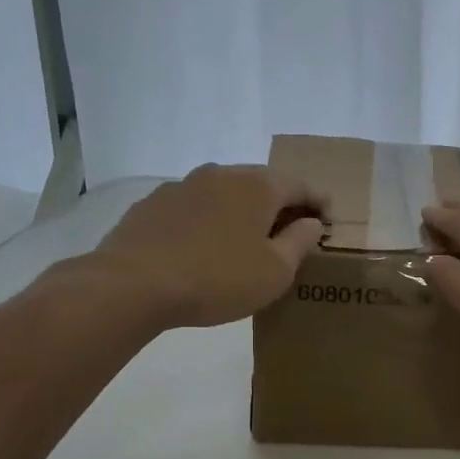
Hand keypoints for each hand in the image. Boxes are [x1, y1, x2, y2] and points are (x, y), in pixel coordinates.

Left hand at [74, 164, 326, 328]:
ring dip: (241, 212)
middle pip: (262, 184)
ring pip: (225, 193)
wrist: (132, 284)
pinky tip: (203, 246)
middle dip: (280, 205)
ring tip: (244, 241)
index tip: (326, 222)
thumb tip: (312, 222)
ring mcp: (183, 185)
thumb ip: (299, 242)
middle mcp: (222, 174)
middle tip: (289, 232)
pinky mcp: (153, 203)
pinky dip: (208, 220)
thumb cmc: (217, 279)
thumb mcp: (274, 272)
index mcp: (258, 186)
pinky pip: (194, 207)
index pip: (300, 185)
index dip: (318, 203)